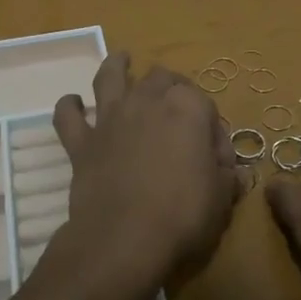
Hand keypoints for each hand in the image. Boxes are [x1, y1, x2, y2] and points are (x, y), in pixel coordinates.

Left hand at [48, 52, 243, 297]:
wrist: (124, 240)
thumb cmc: (183, 215)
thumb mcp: (222, 197)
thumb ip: (227, 176)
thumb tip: (231, 171)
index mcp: (188, 108)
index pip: (206, 105)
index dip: (214, 129)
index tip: (218, 158)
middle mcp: (147, 102)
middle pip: (161, 78)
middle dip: (172, 87)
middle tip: (178, 108)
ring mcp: (111, 119)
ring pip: (110, 77)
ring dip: (117, 66)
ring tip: (121, 59)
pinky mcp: (82, 143)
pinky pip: (68, 116)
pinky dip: (69, 107)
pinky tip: (73, 104)